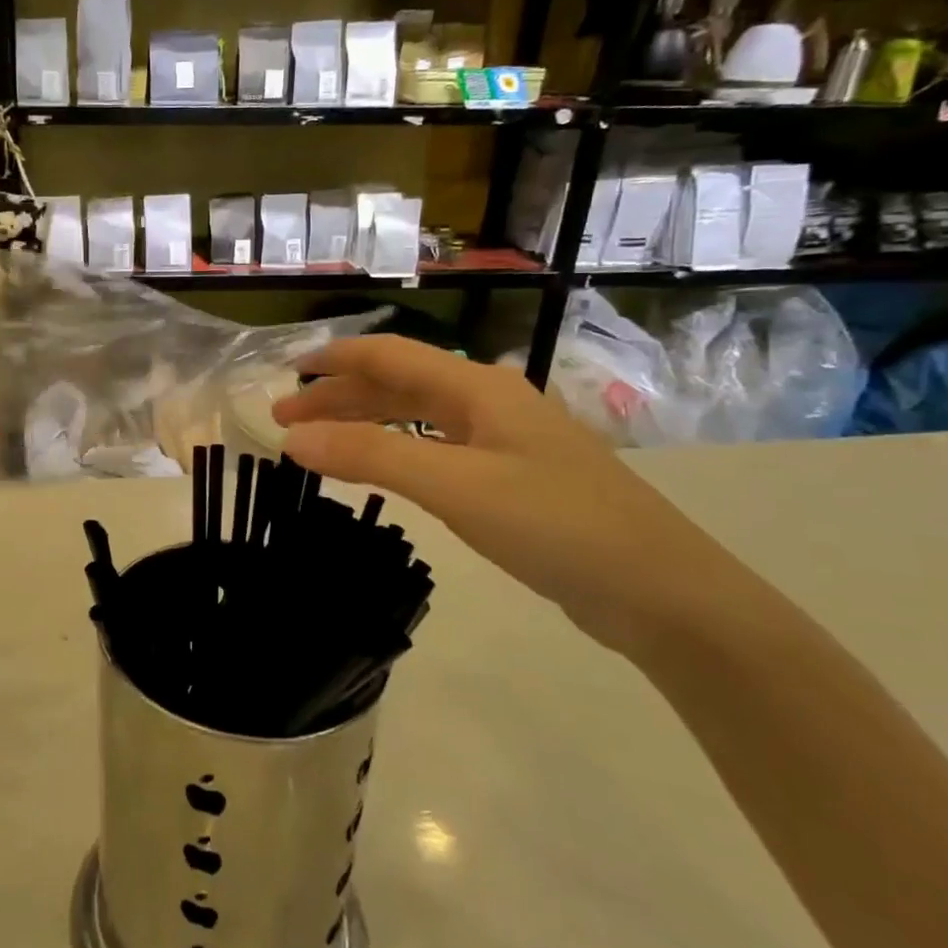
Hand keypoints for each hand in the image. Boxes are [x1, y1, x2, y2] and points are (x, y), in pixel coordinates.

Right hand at [273, 337, 757, 657]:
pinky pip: (436, 447)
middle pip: (399, 383)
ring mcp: (505, 441)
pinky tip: (382, 468)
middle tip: (286, 421)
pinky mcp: (513, 478)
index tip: (284, 376)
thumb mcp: (453, 485)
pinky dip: (395, 450)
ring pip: (417, 416)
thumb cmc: (556, 525)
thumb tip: (292, 438)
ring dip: (364, 422)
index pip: (388, 354)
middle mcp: (489, 402)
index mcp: (477, 387)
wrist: (663, 593)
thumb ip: (370, 455)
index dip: (333, 359)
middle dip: (339, 396)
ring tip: (319, 443)